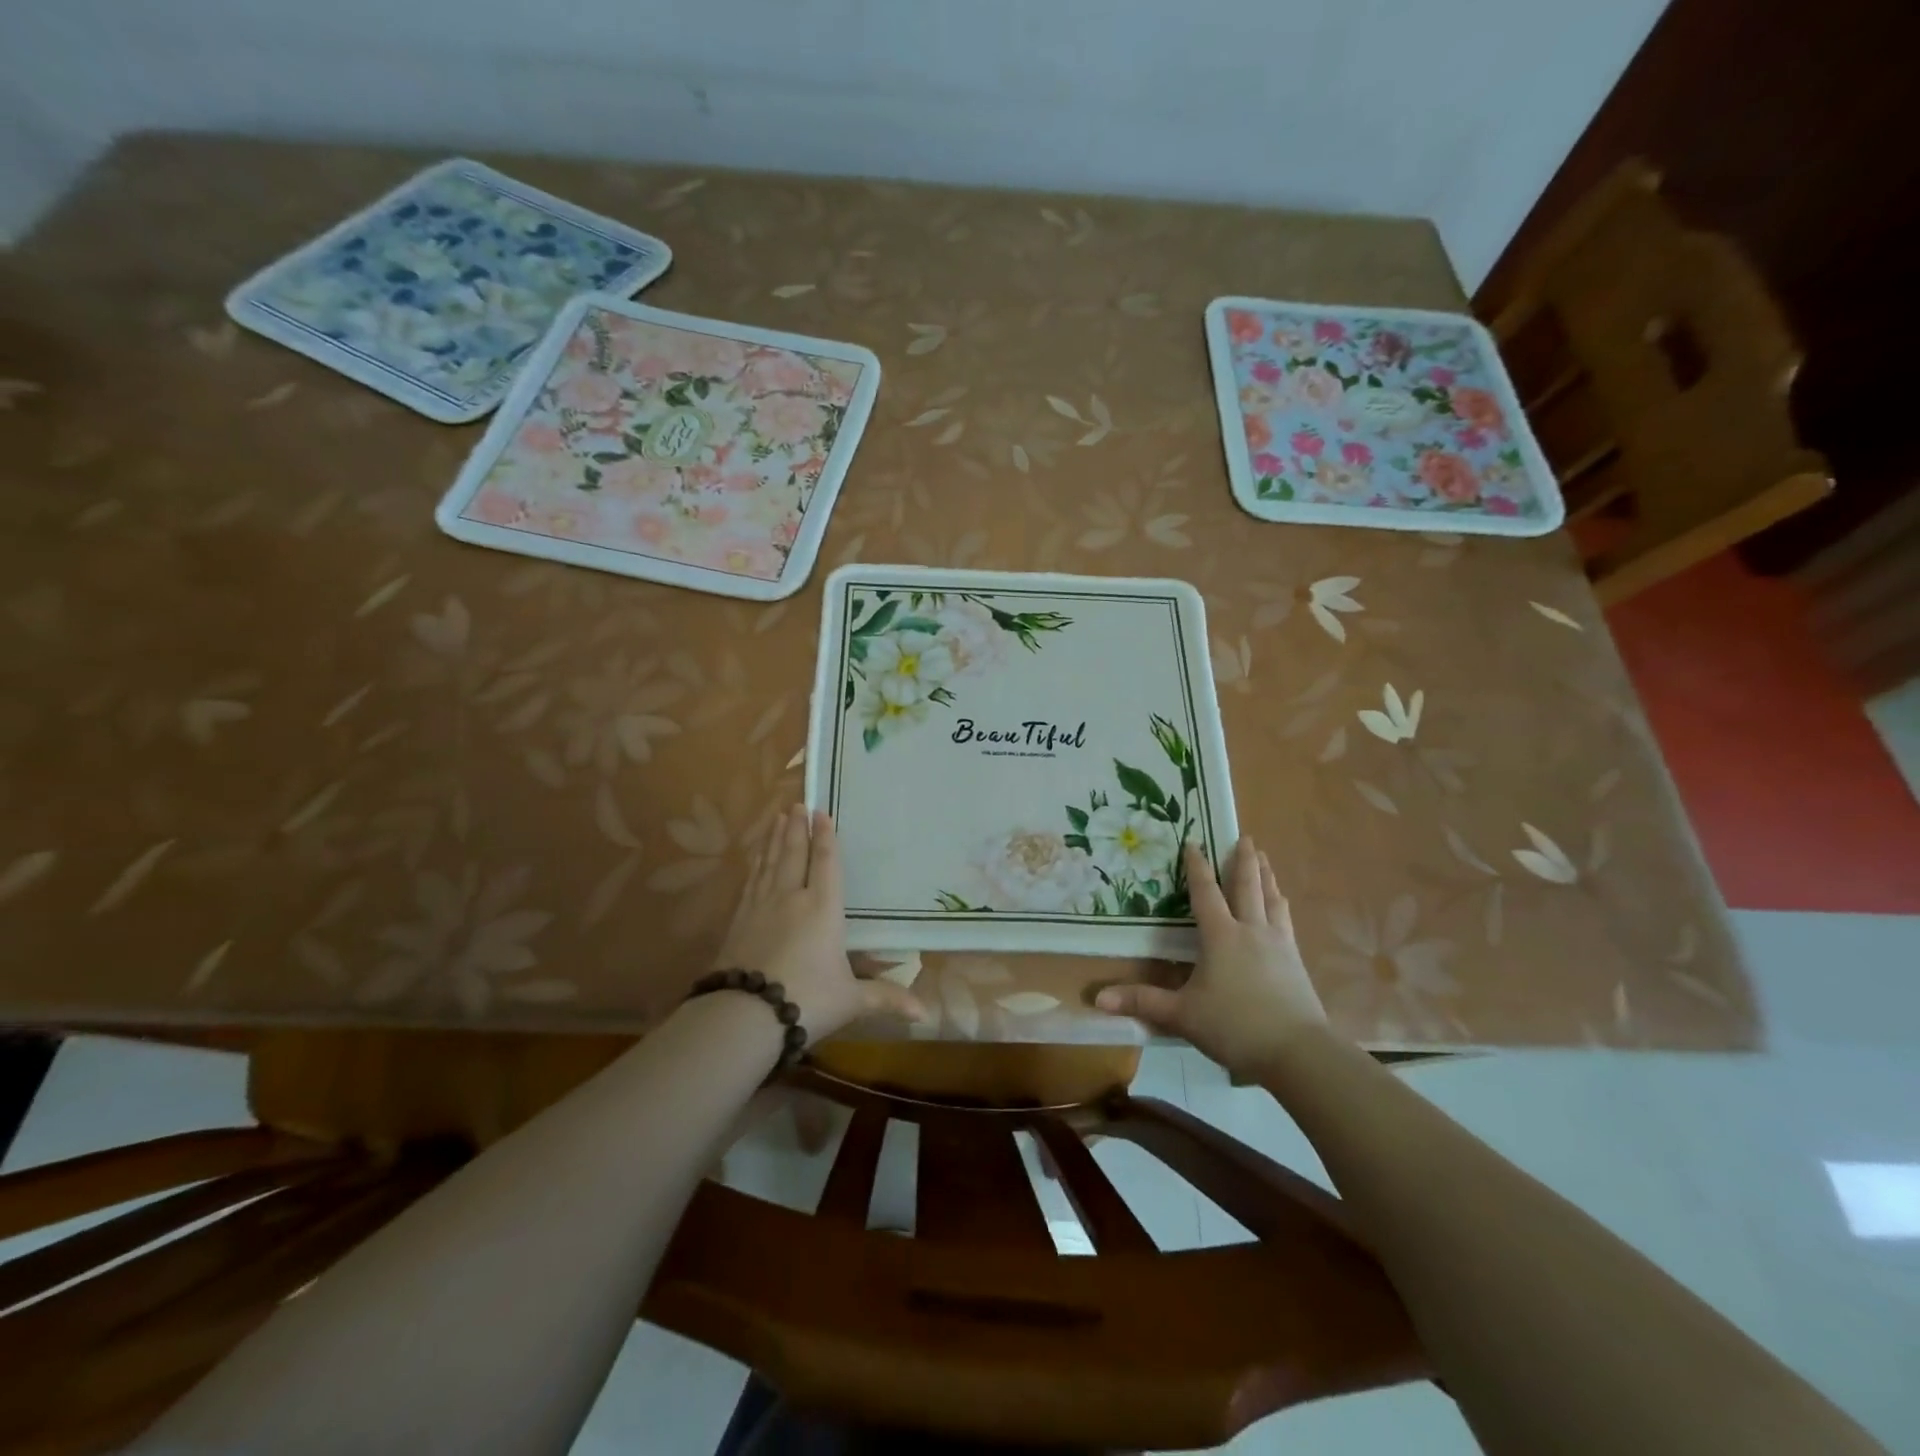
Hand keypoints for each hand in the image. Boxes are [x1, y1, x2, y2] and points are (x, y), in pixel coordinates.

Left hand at [713, 805, 923, 1041]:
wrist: (744, 1016)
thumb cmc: (807, 1000)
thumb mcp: (851, 1000)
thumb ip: (886, 998)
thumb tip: (925, 1014)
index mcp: (823, 909)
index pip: (825, 864)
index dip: (825, 837)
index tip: (822, 813)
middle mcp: (791, 898)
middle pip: (794, 854)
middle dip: (797, 828)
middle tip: (797, 804)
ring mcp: (761, 907)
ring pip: (770, 863)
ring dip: (776, 839)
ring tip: (777, 818)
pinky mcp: (738, 921)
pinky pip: (750, 882)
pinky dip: (755, 864)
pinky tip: (755, 859)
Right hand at [1096, 836, 1327, 1078]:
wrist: (1299, 1053)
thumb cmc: (1235, 1027)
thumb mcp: (1183, 1015)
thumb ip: (1143, 1002)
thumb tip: (1098, 998)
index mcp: (1221, 936)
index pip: (1205, 893)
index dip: (1197, 867)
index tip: (1193, 842)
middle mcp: (1250, 931)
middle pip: (1246, 887)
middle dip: (1243, 860)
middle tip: (1245, 837)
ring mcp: (1278, 944)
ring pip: (1271, 900)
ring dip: (1266, 876)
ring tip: (1264, 859)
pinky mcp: (1296, 961)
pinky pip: (1286, 921)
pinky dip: (1281, 905)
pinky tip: (1282, 904)